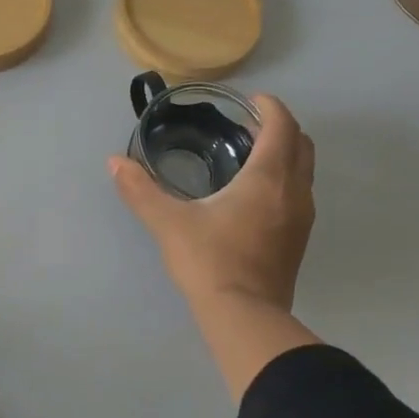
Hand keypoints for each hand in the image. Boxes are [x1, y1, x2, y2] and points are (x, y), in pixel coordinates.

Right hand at [110, 93, 315, 309]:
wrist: (244, 316)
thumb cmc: (209, 260)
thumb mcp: (168, 223)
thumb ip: (140, 190)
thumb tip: (114, 162)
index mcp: (268, 178)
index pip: (281, 126)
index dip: (269, 107)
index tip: (250, 101)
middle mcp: (294, 192)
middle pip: (301, 144)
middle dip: (280, 128)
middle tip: (247, 127)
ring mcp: (302, 218)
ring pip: (304, 172)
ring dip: (285, 156)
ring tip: (250, 158)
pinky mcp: (298, 241)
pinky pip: (299, 195)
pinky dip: (285, 181)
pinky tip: (254, 197)